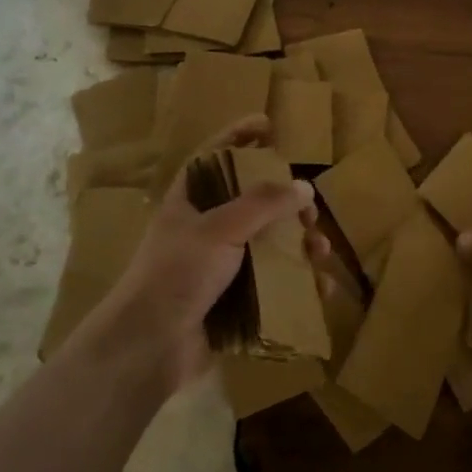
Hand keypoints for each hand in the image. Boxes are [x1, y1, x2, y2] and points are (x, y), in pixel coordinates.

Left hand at [91, 115, 316, 392]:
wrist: (150, 346)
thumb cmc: (177, 273)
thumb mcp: (218, 228)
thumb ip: (262, 203)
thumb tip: (304, 187)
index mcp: (190, 200)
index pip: (216, 156)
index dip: (239, 137)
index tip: (269, 125)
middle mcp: (206, 227)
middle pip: (254, 202)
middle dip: (288, 204)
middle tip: (309, 212)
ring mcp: (221, 265)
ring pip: (270, 244)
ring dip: (300, 245)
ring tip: (320, 252)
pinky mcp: (235, 299)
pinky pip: (274, 283)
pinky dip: (299, 283)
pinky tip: (321, 288)